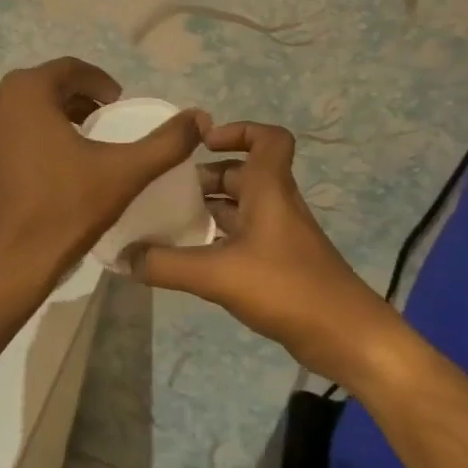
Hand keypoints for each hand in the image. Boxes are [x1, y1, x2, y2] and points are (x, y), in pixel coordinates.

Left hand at [0, 58, 204, 298]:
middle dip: (75, 102)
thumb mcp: (122, 174)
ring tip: (77, 146)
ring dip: (49, 120)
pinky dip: (24, 139)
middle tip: (102, 124)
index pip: (70, 70)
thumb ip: (165, 143)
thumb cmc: (60, 212)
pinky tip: (43, 170)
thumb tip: (200, 116)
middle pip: (42, 89)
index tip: (118, 104)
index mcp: (24, 91)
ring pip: (18, 112)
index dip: (100, 83)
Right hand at [130, 121, 397, 385]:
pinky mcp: (278, 264)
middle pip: (241, 173)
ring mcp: (279, 236)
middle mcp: (275, 204)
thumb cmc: (287, 288)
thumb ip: (165, 264)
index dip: (237, 130)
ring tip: (166, 221)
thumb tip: (121, 257)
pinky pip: (242, 237)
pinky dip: (216, 238)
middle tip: (163, 190)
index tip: (202, 145)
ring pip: (240, 207)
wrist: (346, 337)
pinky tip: (187, 256)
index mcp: (269, 190)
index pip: (268, 138)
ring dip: (207, 209)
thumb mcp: (217, 274)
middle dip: (203, 177)